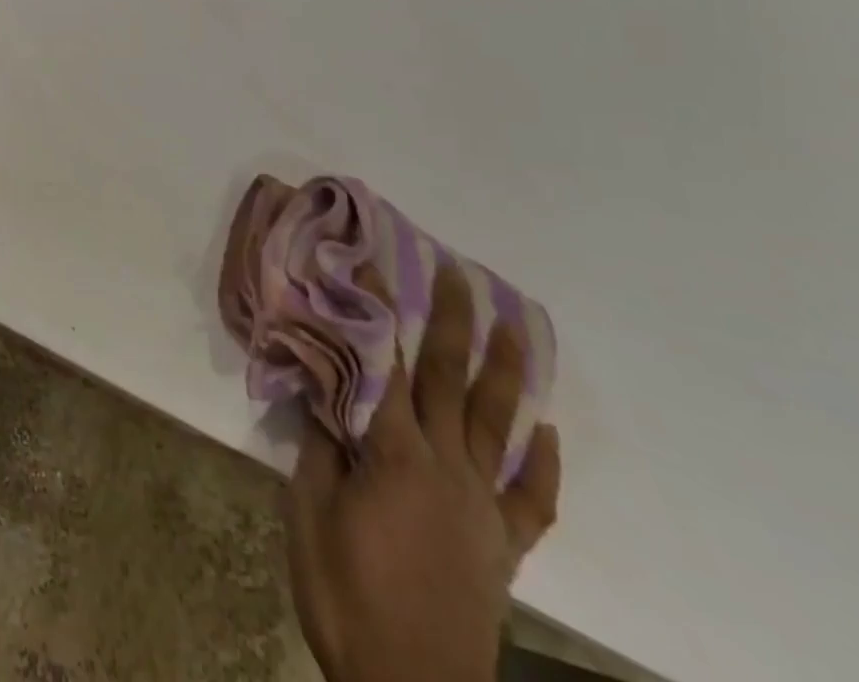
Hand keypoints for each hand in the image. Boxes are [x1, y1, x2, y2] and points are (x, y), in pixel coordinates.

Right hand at [286, 262, 561, 681]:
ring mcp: (481, 506)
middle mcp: (447, 467)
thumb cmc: (347, 594)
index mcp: (396, 454)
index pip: (387, 365)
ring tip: (516, 327)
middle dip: (453, 322)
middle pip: (452, 380)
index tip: (375, 264)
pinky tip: (548, 434)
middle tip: (459, 274)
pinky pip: (531, 500)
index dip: (379, 312)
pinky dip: (544, 465)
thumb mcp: (310, 512)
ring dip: (506, 372)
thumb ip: (321, 445)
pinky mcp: (501, 545)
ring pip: (498, 424)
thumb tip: (323, 389)